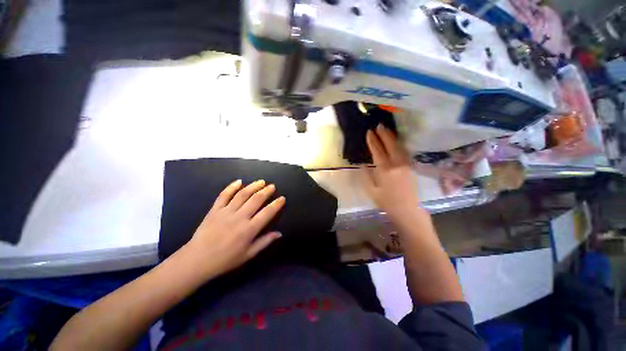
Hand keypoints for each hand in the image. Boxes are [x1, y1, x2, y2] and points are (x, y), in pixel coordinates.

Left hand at [183, 179, 284, 278]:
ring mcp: (226, 212)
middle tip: (272, 186)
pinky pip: (224, 195)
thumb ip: (264, 242)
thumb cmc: (225, 260)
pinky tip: (239, 181)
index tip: (282, 198)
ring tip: (261, 181)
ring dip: (253, 186)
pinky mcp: (215, 210)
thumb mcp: (248, 255)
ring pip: (242, 194)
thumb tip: (279, 233)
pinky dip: (231, 187)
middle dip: (266, 191)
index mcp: (249, 230)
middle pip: (256, 199)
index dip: (277, 204)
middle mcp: (239, 217)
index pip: (267, 213)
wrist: (197, 260)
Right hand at [364, 125, 420, 223]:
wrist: (407, 210)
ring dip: (392, 137)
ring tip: (386, 130)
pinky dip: (398, 144)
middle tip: (378, 125)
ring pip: (399, 146)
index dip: (373, 141)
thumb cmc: (387, 202)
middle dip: (383, 134)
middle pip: (390, 145)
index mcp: (385, 170)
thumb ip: (367, 176)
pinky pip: (404, 152)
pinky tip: (395, 141)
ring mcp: (406, 164)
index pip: (378, 151)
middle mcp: (396, 164)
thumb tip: (364, 165)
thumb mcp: (371, 191)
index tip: (369, 132)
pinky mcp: (411, 167)